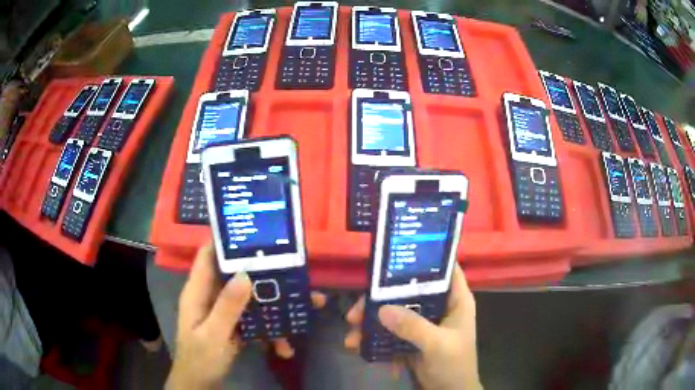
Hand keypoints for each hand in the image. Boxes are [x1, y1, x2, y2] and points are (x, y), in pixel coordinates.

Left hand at [166, 243, 326, 388]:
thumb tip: (245, 274)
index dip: (226, 241)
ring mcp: (224, 312)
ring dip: (274, 307)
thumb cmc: (200, 359)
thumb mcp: (213, 335)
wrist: (200, 384)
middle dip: (264, 276)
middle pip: (236, 276)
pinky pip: (255, 320)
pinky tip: (284, 347)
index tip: (254, 234)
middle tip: (294, 272)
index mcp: (198, 291)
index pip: (208, 255)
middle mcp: (211, 296)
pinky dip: (270, 330)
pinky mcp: (234, 326)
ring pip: (250, 298)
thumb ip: (227, 307)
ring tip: (303, 310)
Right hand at [344, 264, 481, 389]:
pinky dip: (376, 340)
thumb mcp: (437, 345)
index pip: (443, 269)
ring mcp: (424, 324)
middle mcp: (439, 307)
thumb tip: (382, 309)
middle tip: (355, 311)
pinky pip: (392, 332)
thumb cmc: (454, 365)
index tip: (394, 256)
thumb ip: (413, 326)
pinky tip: (360, 349)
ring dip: (372, 324)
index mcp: (455, 300)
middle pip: (408, 292)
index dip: (424, 258)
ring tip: (351, 337)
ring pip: (395, 313)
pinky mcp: (413, 339)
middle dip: (380, 300)